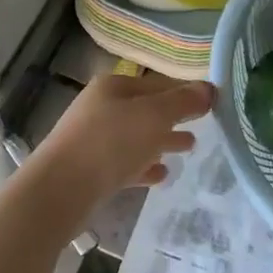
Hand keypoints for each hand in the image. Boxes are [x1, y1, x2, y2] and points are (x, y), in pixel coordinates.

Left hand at [29, 73, 213, 212]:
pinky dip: (145, 165)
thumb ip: (182, 102)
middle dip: (174, 116)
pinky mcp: (92, 169)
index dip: (185, 92)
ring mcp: (94, 139)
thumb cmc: (110, 143)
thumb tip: (209, 89)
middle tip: (204, 125)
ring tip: (189, 148)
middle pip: (146, 109)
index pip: (158, 83)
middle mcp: (102, 107)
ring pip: (137, 136)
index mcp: (114, 86)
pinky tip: (162, 175)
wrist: (60, 189)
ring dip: (162, 140)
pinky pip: (126, 163)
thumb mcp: (153, 116)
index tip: (211, 103)